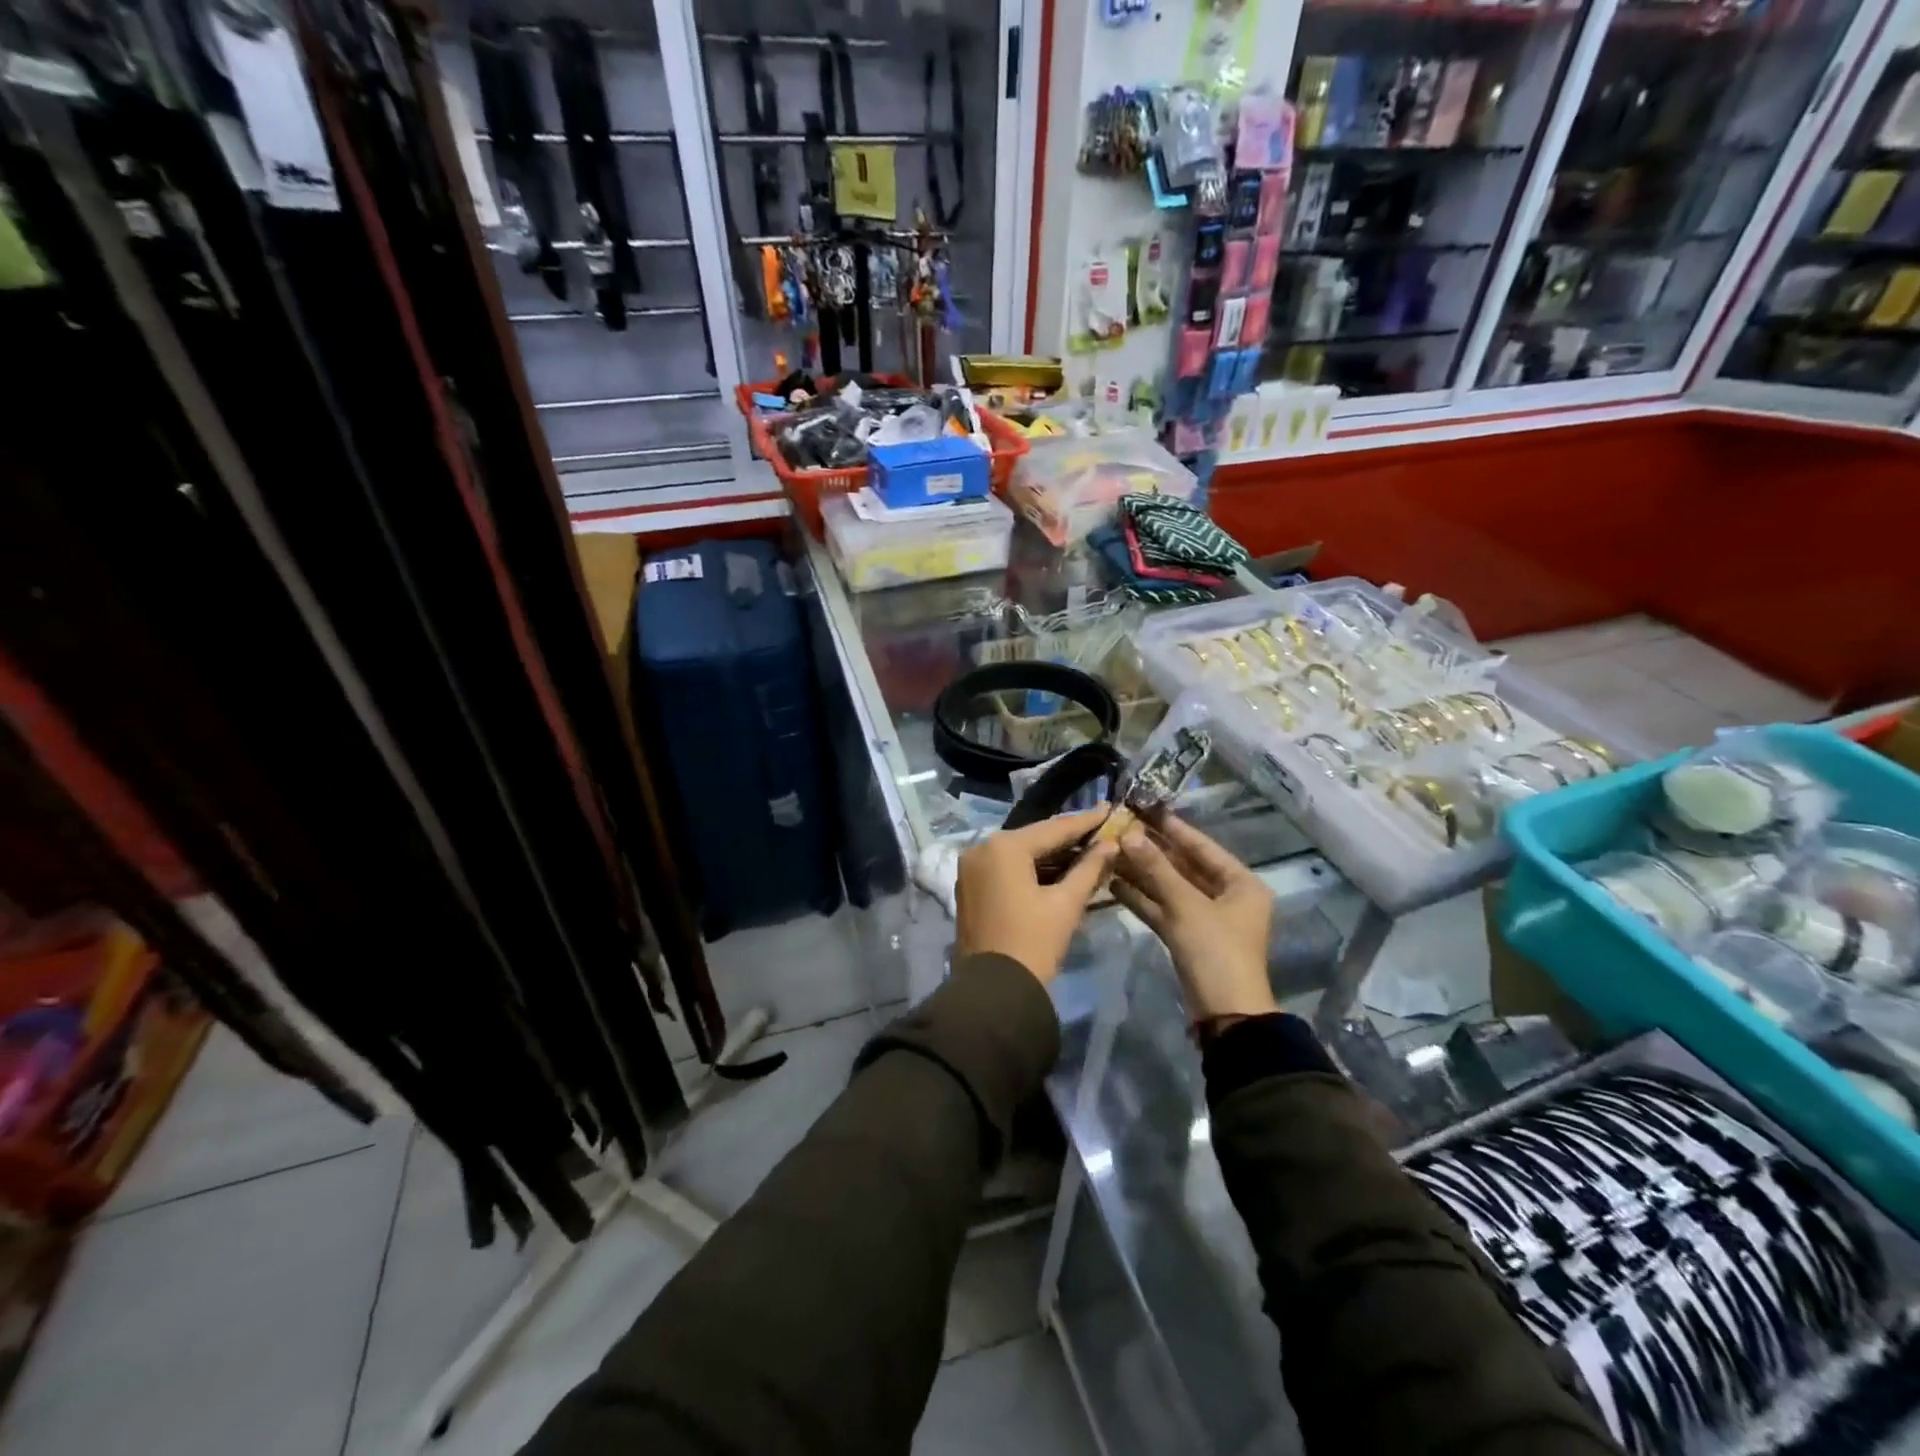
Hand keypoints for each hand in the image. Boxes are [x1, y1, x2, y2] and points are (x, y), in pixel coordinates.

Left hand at [954, 807, 1120, 984]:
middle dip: (1068, 837)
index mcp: (1004, 847)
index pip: (1054, 828)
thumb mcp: (1066, 904)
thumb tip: (1110, 844)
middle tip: (1101, 830)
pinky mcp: (968, 886)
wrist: (994, 991)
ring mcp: (971, 868)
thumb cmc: (1033, 943)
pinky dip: (1030, 868)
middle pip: (1034, 838)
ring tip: (1087, 849)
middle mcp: (981, 848)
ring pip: (1019, 854)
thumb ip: (1089, 868)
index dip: (1085, 821)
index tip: (1109, 807)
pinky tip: (1058, 869)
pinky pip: (1005, 868)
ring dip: (1050, 855)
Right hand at [1111, 816, 1276, 1021]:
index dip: (1174, 829)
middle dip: (1152, 851)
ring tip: (1110, 852)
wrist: (1225, 1014)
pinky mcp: (1187, 938)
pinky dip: (1141, 898)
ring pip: (1170, 888)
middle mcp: (1226, 897)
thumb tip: (1129, 833)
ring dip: (1142, 873)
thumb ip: (1156, 868)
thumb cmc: (1215, 950)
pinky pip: (1163, 909)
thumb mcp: (1186, 904)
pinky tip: (1113, 883)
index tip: (1146, 809)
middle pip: (1185, 867)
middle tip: (1121, 829)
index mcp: (1241, 884)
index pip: (1203, 847)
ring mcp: (1206, 919)